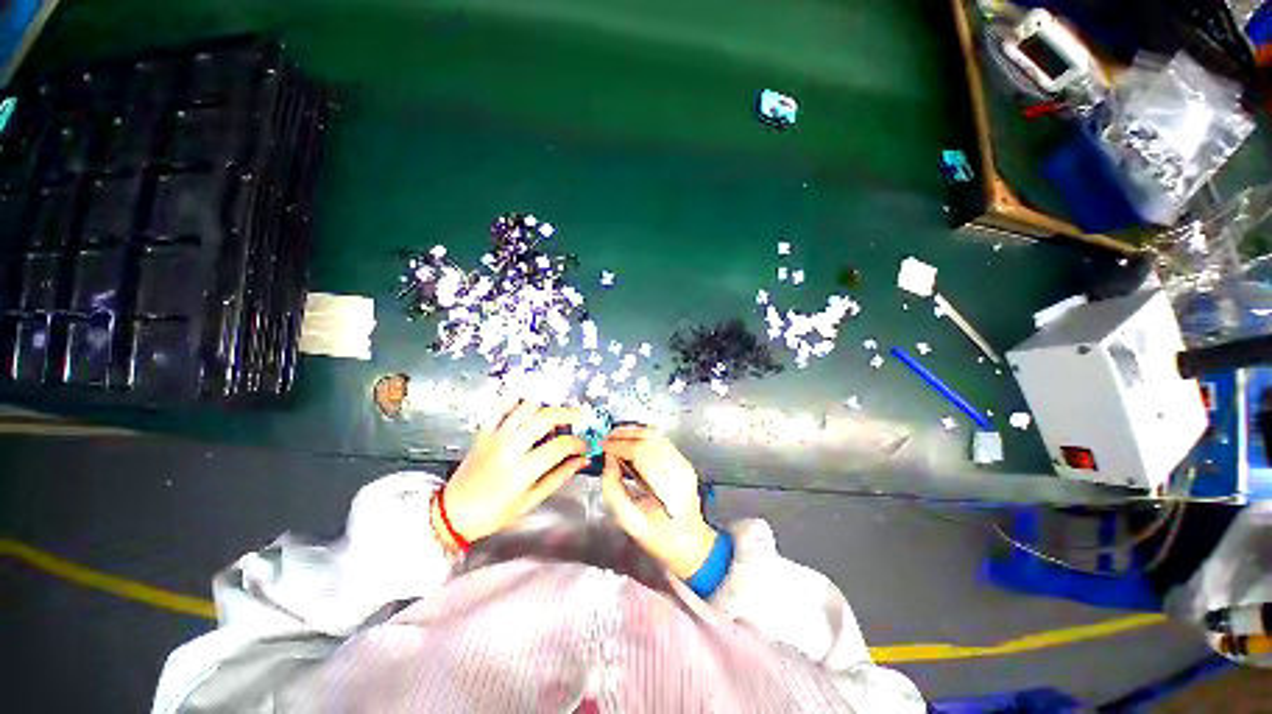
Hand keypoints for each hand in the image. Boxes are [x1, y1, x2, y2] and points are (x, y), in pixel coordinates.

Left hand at [433, 399, 587, 548]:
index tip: (585, 446)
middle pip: (546, 417)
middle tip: (581, 416)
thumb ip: (559, 477)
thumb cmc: (493, 513)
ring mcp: (495, 436)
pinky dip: (517, 399)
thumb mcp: (530, 501)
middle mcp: (510, 447)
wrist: (452, 512)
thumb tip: (582, 461)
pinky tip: (529, 404)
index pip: (560, 446)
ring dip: (546, 406)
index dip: (578, 443)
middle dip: (569, 413)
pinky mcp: (484, 431)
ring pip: (526, 406)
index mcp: (522, 470)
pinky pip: (501, 405)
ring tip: (556, 415)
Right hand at [601, 426, 716, 578]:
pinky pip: (661, 441)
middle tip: (606, 439)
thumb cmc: (660, 538)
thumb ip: (614, 490)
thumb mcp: (629, 522)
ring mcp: (684, 464)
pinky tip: (630, 444)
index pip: (641, 452)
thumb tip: (608, 461)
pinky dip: (643, 438)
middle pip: (650, 438)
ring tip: (614, 439)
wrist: (691, 543)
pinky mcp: (683, 462)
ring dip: (633, 433)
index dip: (619, 446)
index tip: (602, 446)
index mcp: (668, 487)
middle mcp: (679, 470)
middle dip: (624, 435)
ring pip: (656, 435)